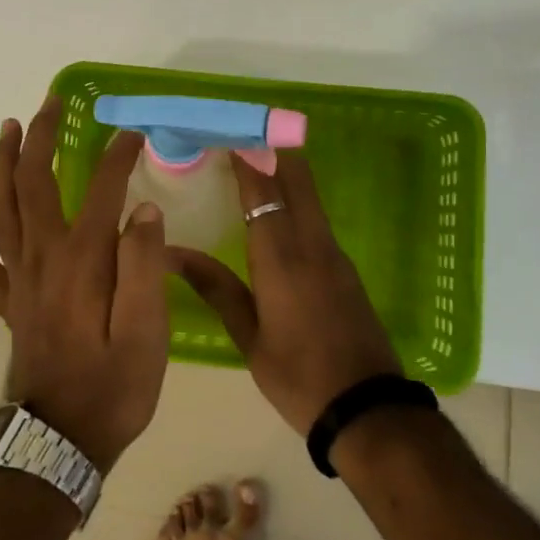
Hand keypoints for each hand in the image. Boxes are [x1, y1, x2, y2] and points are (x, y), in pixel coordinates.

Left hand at [0, 95, 168, 470]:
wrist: (62, 441)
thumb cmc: (113, 387)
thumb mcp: (147, 331)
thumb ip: (144, 265)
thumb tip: (143, 209)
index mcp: (81, 259)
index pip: (102, 189)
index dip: (118, 156)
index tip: (134, 134)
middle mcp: (42, 257)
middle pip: (31, 182)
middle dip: (40, 136)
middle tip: (49, 103)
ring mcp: (18, 279)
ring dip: (2, 164)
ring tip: (8, 130)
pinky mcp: (8, 302)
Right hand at [167, 152, 400, 434]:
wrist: (368, 408)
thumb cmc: (298, 376)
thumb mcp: (249, 337)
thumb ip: (215, 288)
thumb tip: (171, 253)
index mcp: (281, 257)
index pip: (262, 189)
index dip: (246, 156)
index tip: (226, 131)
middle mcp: (311, 243)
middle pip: (297, 177)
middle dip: (272, 148)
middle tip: (242, 133)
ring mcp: (334, 253)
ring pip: (309, 195)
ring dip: (285, 170)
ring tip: (253, 160)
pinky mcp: (345, 267)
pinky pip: (317, 217)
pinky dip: (297, 198)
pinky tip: (278, 207)